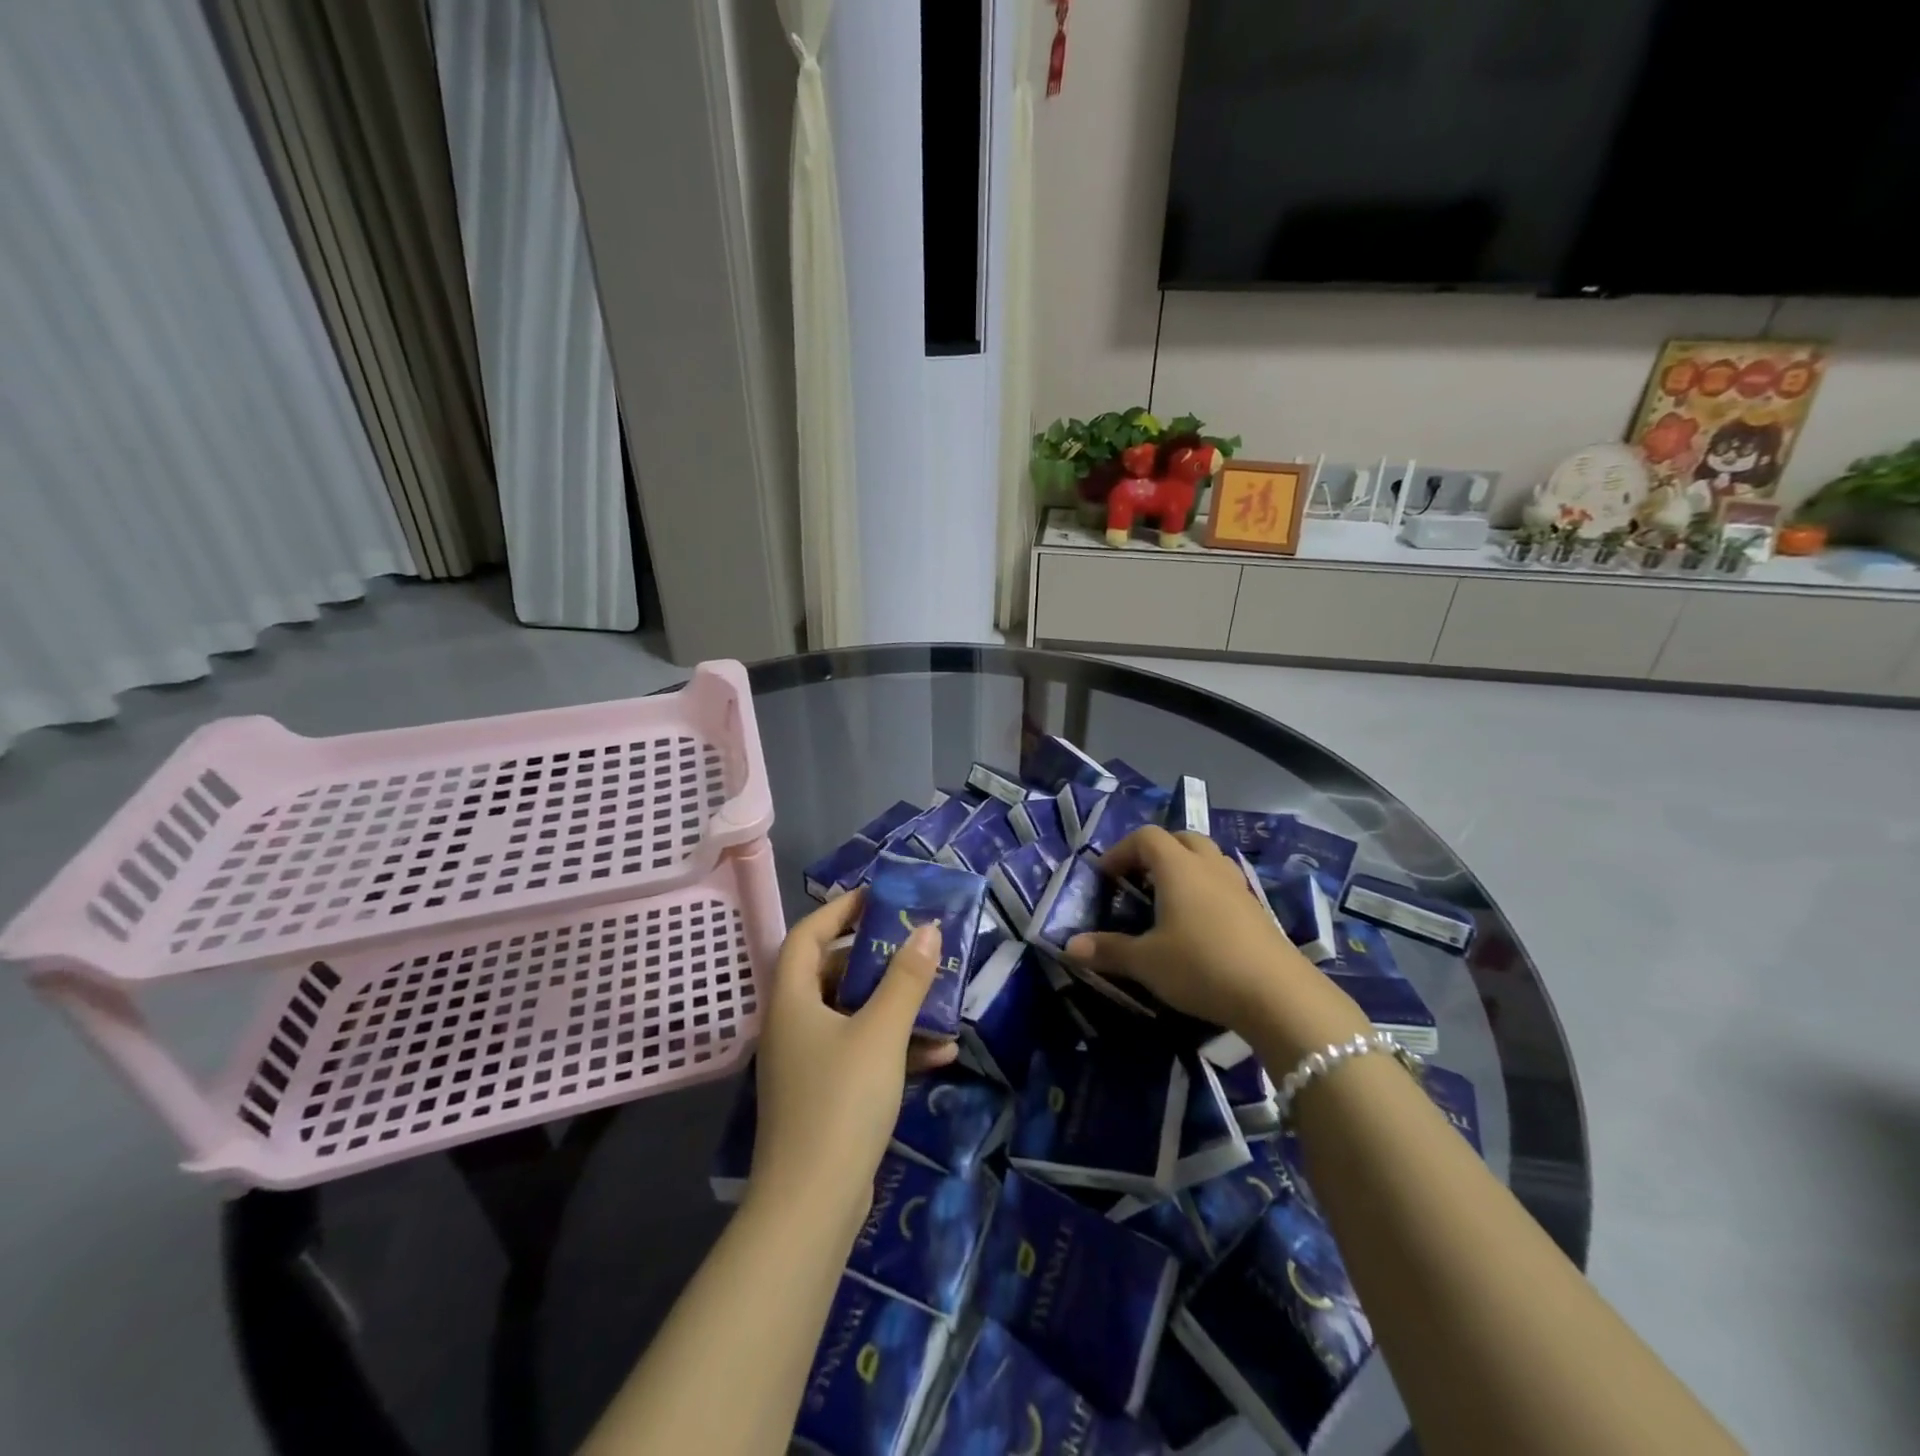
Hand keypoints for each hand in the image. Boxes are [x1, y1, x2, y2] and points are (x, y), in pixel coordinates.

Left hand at [748, 890, 956, 1231]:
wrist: (812, 1206)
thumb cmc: (841, 1101)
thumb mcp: (881, 1032)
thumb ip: (906, 979)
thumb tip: (927, 929)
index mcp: (791, 1000)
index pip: (807, 935)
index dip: (840, 910)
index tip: (879, 898)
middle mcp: (793, 1025)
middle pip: (831, 974)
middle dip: (876, 960)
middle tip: (915, 946)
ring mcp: (808, 1063)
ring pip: (853, 1017)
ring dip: (895, 1007)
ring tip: (939, 998)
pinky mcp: (825, 1096)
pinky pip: (862, 1055)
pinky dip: (895, 1048)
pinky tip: (941, 1053)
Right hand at [1063, 825, 1369, 1062]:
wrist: (1276, 994)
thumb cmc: (1201, 966)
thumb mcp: (1146, 962)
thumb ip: (1107, 950)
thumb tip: (1069, 946)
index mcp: (1178, 867)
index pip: (1145, 837)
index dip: (1120, 851)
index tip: (1105, 877)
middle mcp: (1208, 866)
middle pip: (1180, 838)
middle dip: (1155, 853)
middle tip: (1137, 881)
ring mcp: (1237, 886)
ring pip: (1207, 858)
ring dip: (1184, 867)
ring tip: (1167, 899)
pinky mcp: (1257, 910)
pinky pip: (1224, 883)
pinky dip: (1205, 890)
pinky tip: (1198, 924)